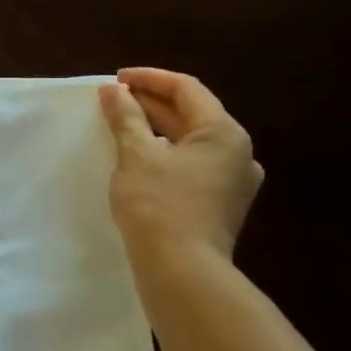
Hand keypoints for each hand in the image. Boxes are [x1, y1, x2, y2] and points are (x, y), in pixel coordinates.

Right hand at [99, 67, 262, 267]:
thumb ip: (126, 117)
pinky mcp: (222, 204)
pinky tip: (142, 158)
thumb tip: (113, 90)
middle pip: (192, 113)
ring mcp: (233, 181)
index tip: (115, 80)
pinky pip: (194, 164)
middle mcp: (238, 152)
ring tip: (123, 124)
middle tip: (113, 100)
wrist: (182, 271)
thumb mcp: (136, 155)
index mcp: (224, 132)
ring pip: (192, 140)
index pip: (186, 89)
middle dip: (151, 102)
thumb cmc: (159, 205)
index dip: (149, 78)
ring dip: (158, 127)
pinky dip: (167, 152)